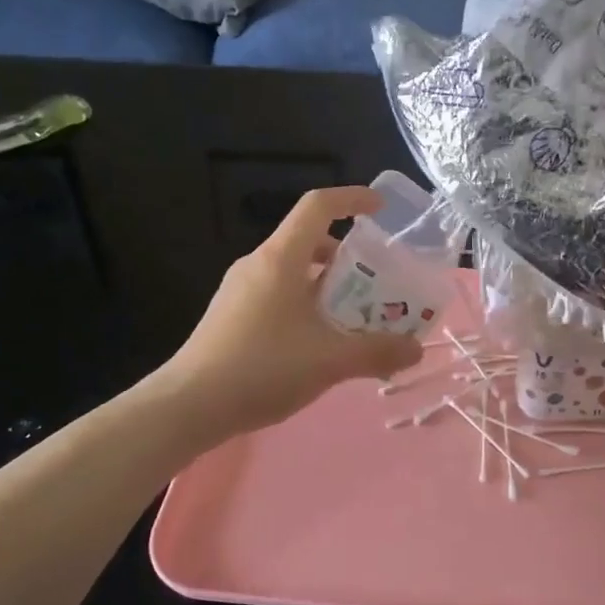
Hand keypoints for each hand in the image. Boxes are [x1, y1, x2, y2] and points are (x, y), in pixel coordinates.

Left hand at [161, 186, 423, 440]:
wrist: (189, 406)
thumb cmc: (262, 368)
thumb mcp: (330, 360)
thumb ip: (378, 352)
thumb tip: (416, 349)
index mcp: (280, 258)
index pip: (318, 206)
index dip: (352, 199)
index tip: (381, 209)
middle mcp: (258, 264)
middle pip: (309, 241)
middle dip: (348, 257)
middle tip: (377, 283)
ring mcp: (239, 290)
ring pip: (293, 272)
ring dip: (327, 286)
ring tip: (354, 318)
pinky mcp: (230, 315)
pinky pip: (277, 295)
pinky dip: (306, 304)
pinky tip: (318, 344)